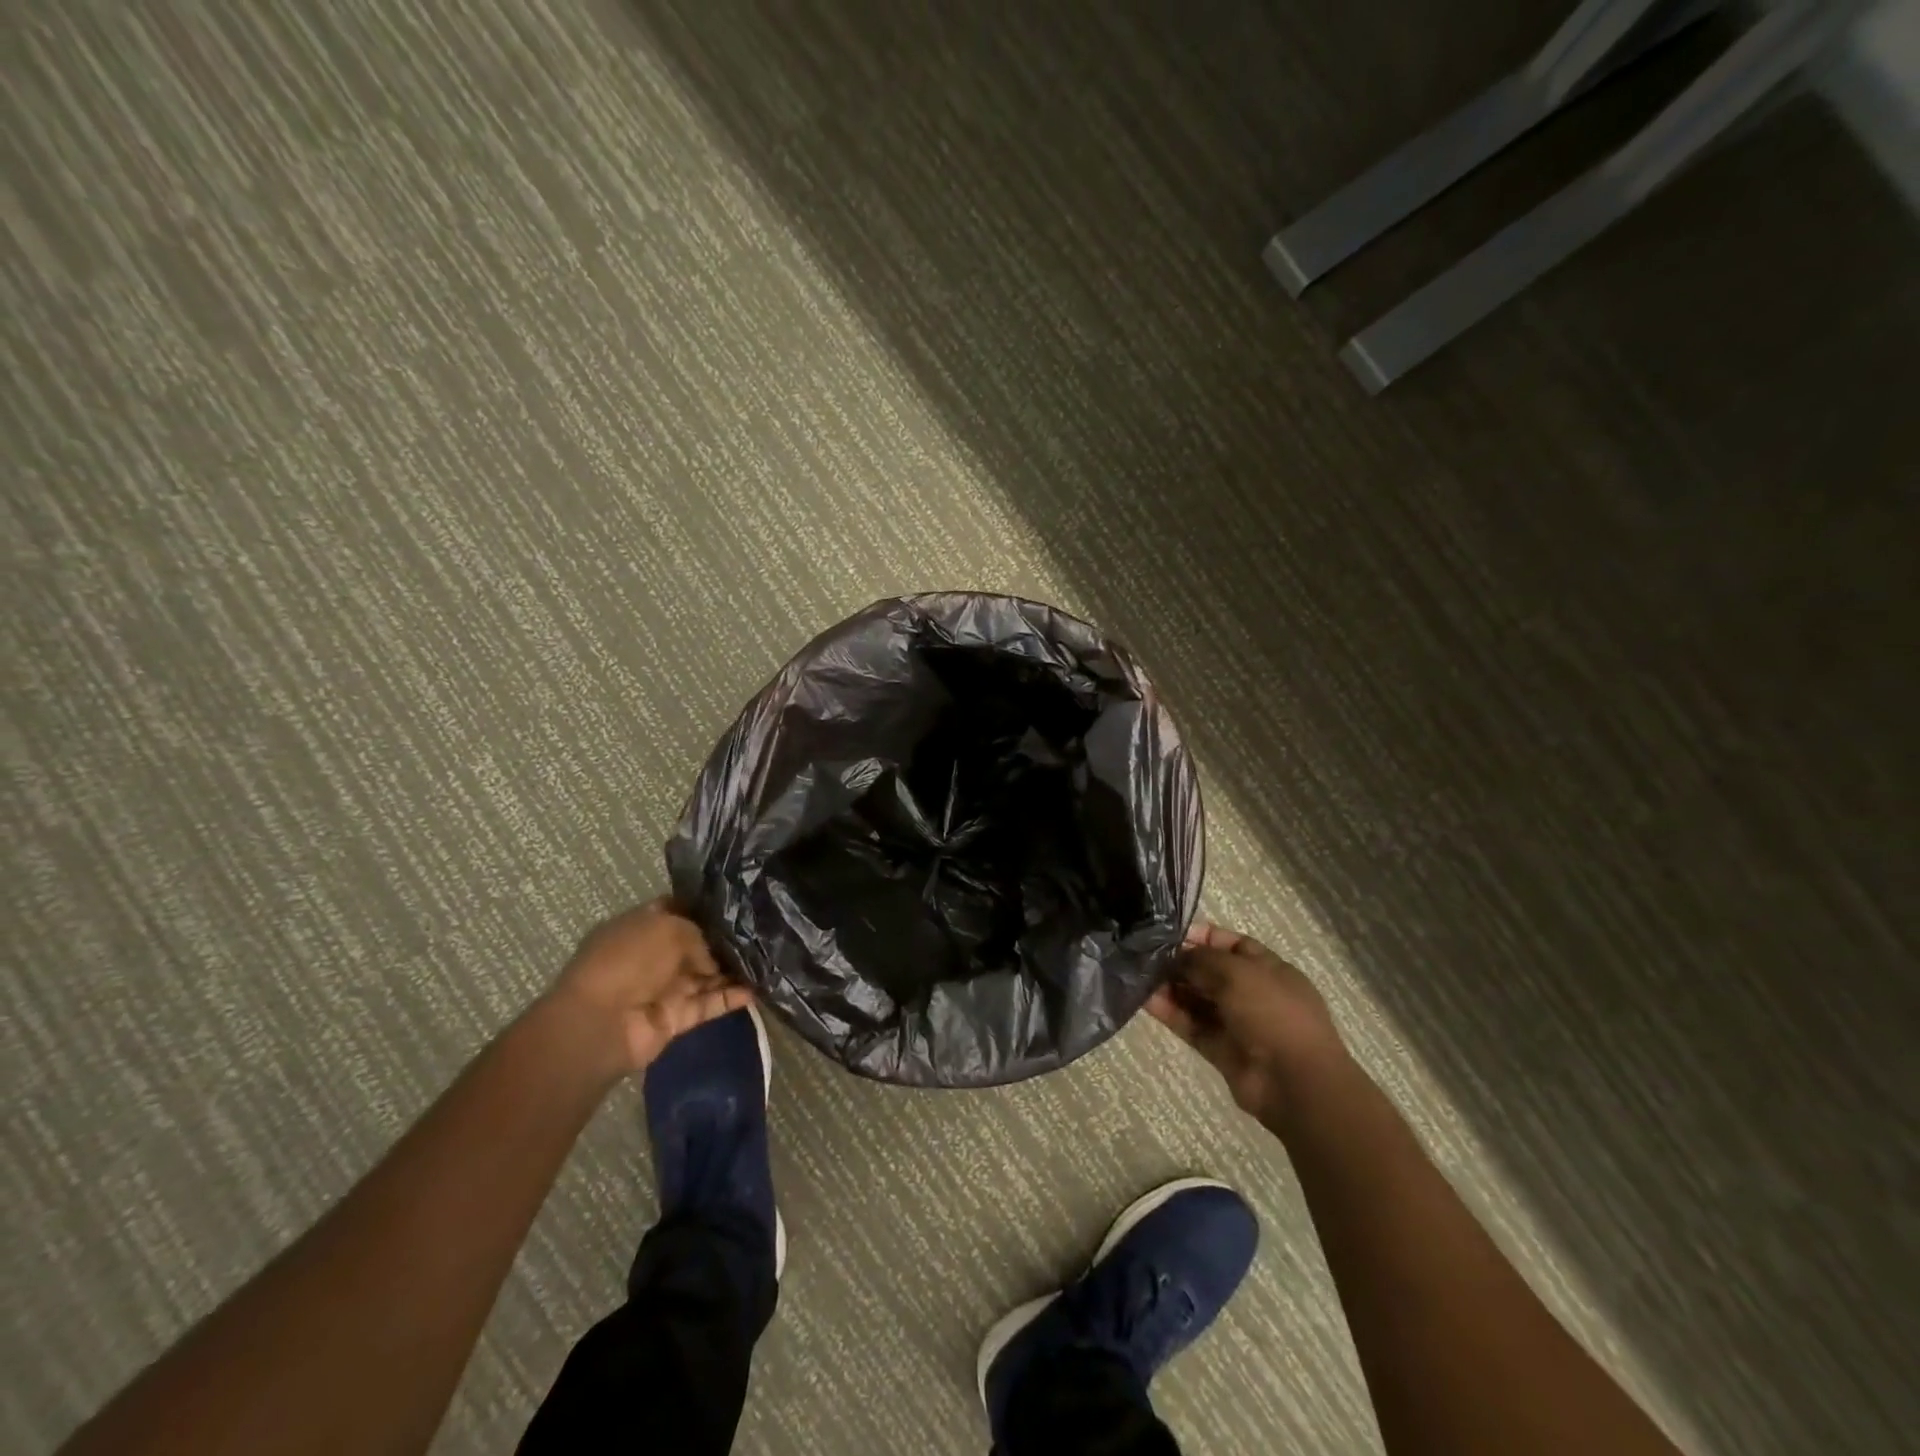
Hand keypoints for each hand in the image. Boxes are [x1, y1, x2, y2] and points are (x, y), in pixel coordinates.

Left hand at [544, 899, 751, 1079]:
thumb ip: (699, 935)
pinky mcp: (676, 1018)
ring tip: (766, 956)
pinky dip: (730, 998)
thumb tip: (713, 959)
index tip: (734, 901)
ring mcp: (664, 989)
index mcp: (640, 927)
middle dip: (723, 939)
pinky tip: (758, 988)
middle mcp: (652, 956)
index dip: (701, 906)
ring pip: (706, 976)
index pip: (675, 910)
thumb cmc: (629, 961)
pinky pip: (708, 1005)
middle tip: (760, 929)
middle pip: (695, 945)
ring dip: (732, 969)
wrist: (601, 1023)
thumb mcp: (668, 928)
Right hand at [1147, 922, 1348, 1123]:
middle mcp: (1252, 993)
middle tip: (1146, 955)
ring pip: (1197, 999)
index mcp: (1269, 969)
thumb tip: (1177, 957)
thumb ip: (1202, 959)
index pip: (1232, 944)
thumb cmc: (1273, 1013)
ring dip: (1171, 987)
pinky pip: (1190, 1025)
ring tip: (1139, 975)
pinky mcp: (1219, 1049)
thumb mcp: (1237, 972)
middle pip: (1211, 971)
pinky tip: (1144, 999)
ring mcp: (1236, 1023)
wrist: (1294, 1082)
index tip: (1170, 934)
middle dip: (1181, 962)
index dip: (1203, 937)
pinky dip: (1169, 1012)